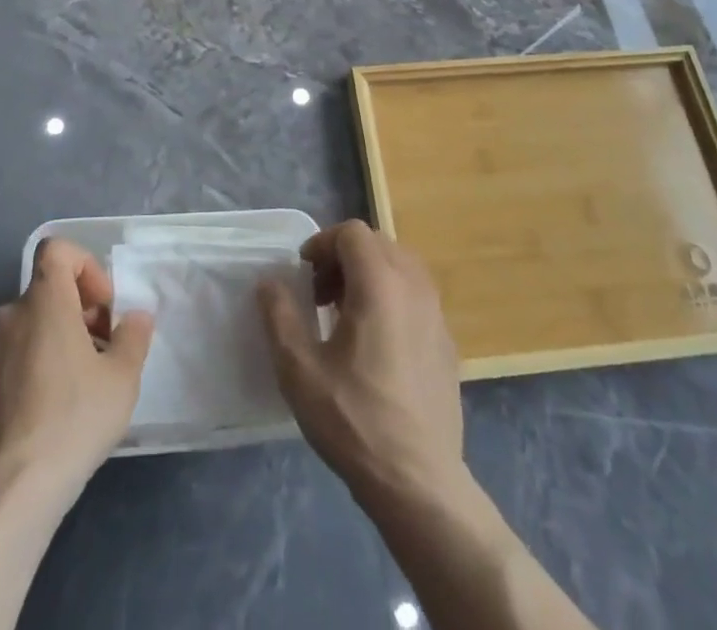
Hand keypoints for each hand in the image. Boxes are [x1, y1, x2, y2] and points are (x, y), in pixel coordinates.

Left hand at [0, 237, 153, 500]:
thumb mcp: (122, 378)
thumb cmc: (73, 419)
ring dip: (55, 338)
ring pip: (28, 324)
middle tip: (99, 349)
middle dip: (77, 310)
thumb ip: (133, 336)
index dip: (85, 266)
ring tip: (77, 383)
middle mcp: (8, 313)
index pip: (57, 249)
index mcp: (43, 300)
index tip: (102, 307)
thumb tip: (137, 317)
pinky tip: (48, 407)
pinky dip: (32, 364)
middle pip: (46, 291)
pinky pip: (10, 354)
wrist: (12, 489)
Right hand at [257, 220, 466, 511]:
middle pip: (378, 244)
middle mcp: (414, 288)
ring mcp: (437, 315)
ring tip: (346, 316)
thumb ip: (279, 316)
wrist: (419, 483)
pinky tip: (376, 346)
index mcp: (380, 284)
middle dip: (344, 258)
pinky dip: (392, 299)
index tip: (304, 275)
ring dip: (370, 276)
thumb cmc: (354, 420)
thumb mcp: (299, 370)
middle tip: (321, 294)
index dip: (323, 243)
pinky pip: (417, 298)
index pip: (352, 232)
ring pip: (401, 268)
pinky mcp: (447, 343)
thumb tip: (269, 283)